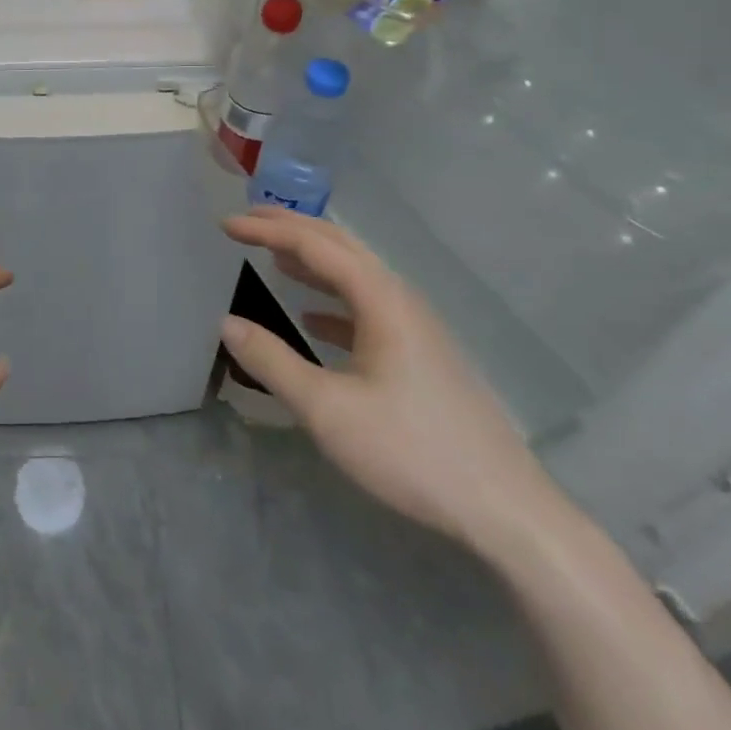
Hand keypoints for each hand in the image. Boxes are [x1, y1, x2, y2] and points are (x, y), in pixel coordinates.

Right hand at [220, 209, 566, 559]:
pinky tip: (313, 318)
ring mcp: (416, 326)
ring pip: (356, 274)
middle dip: (292, 228)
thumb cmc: (411, 451)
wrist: (504, 509)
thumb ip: (272, 362)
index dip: (267, 229)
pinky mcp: (422, 354)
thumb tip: (227, 322)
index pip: (314, 244)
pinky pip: (368, 306)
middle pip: (340, 246)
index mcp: (380, 299)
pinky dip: (333, 299)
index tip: (225, 224)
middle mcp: (400, 298)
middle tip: (248, 221)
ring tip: (274, 257)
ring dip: (312, 260)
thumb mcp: (327, 410)